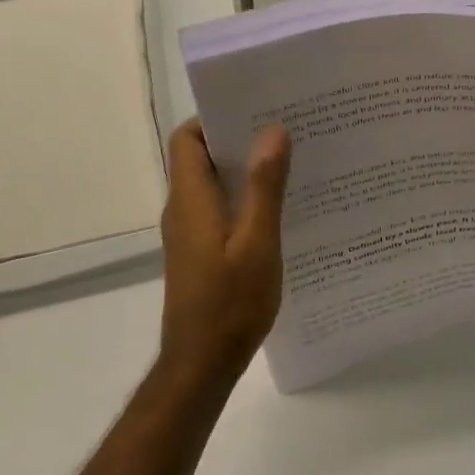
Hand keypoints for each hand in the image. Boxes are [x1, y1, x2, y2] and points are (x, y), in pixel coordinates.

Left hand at [159, 119, 291, 380]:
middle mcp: (183, 209)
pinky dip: (243, 198)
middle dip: (239, 139)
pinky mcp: (199, 251)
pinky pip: (219, 208)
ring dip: (245, 170)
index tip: (255, 109)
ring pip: (213, 184)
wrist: (201, 365)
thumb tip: (272, 130)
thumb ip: (265, 187)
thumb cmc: (230, 303)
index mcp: (191, 199)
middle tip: (285, 130)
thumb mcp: (257, 243)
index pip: (188, 139)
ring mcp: (189, 232)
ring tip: (290, 161)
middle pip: (201, 157)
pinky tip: (279, 207)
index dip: (215, 118)